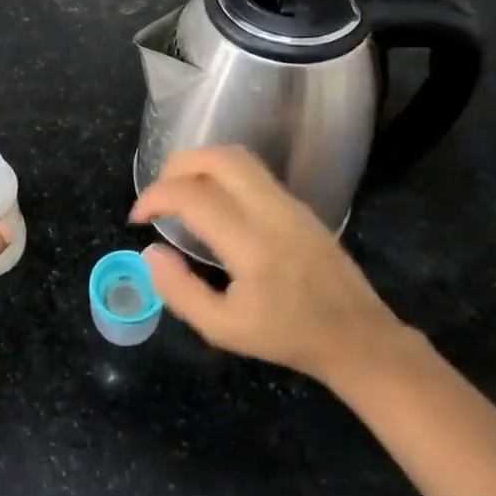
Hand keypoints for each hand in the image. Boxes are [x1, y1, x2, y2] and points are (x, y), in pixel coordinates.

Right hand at [130, 146, 405, 385]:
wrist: (357, 337)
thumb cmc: (287, 336)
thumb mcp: (223, 329)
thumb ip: (179, 291)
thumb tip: (151, 251)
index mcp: (252, 244)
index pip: (192, 196)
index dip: (155, 197)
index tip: (138, 218)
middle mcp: (272, 211)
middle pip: (218, 158)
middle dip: (176, 166)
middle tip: (158, 196)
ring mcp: (290, 203)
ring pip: (238, 158)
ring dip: (200, 165)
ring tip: (180, 193)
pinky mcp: (299, 205)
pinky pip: (253, 172)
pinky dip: (221, 174)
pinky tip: (212, 203)